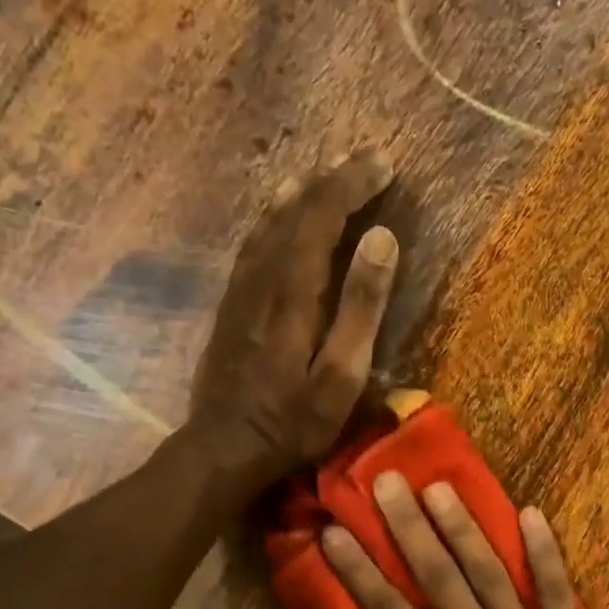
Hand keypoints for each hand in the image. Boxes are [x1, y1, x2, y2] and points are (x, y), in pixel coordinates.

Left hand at [189, 148, 399, 479]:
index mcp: (293, 291)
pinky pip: (252, 244)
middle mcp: (262, 278)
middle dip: (331, 180)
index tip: (384, 163)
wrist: (224, 448)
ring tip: (325, 173)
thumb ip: (361, 308)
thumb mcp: (341, 375)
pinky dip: (273, 217)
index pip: (322, 216)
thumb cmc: (293, 422)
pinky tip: (279, 216)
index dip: (352, 184)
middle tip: (364, 159)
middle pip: (294, 211)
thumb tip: (382, 239)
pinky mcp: (231, 306)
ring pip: (268, 222)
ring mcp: (240, 290)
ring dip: (299, 192)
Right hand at [322, 473, 608, 608]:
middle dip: (408, 526)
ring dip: (465, 527)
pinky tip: (531, 513)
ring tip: (440, 487)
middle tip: (387, 481)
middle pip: (439, 575)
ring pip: (492, 572)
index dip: (358, 569)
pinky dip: (546, 552)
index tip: (334, 530)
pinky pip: (557, 590)